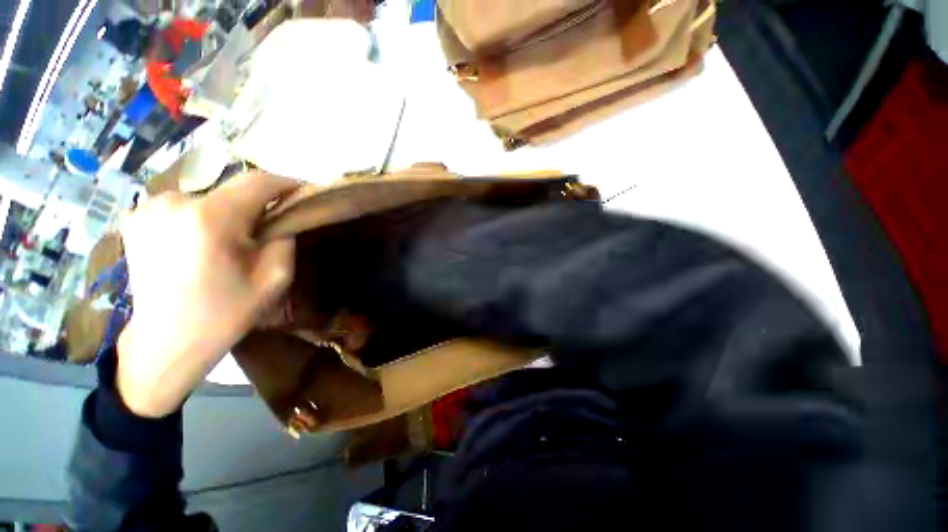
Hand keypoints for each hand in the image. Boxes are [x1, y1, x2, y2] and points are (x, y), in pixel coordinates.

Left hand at [117, 172, 295, 417]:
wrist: (167, 340)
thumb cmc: (225, 313)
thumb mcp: (274, 278)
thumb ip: (284, 240)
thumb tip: (283, 218)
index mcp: (211, 219)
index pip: (257, 182)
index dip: (285, 184)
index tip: (302, 192)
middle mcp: (174, 202)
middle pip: (231, 190)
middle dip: (255, 205)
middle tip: (266, 229)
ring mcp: (149, 208)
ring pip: (207, 197)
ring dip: (227, 212)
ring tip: (230, 240)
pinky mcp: (136, 217)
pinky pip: (184, 206)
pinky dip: (201, 217)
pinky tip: (201, 242)